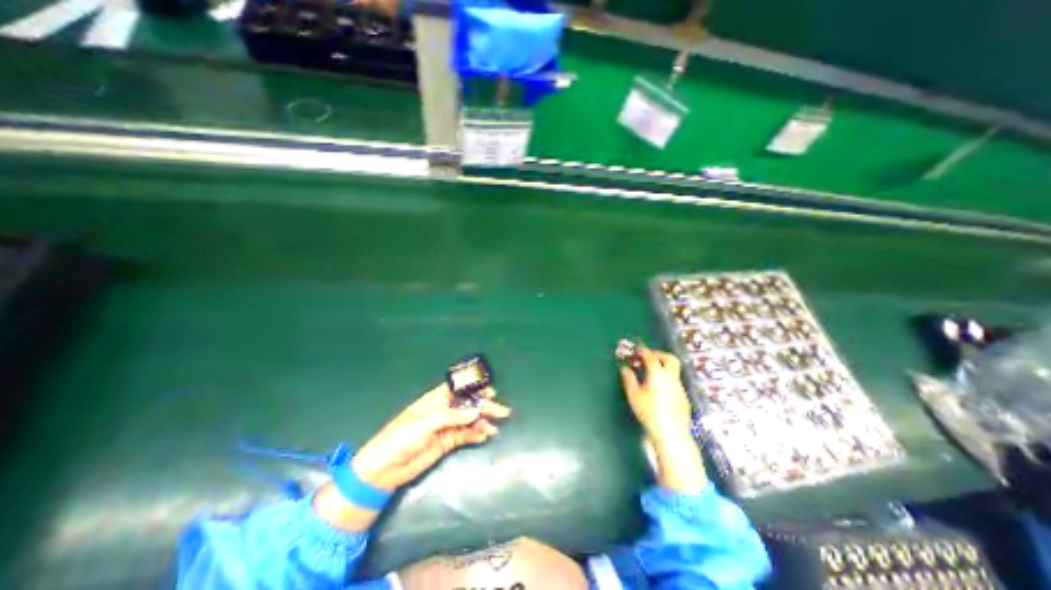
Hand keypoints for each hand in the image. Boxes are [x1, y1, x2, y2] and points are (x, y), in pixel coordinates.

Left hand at [349, 379, 511, 491]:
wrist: (384, 470)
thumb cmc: (401, 437)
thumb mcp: (425, 423)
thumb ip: (452, 416)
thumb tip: (476, 410)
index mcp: (436, 399)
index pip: (459, 388)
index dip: (475, 388)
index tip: (490, 391)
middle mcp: (444, 410)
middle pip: (469, 404)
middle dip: (485, 406)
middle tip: (502, 411)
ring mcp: (446, 426)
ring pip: (470, 420)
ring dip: (483, 422)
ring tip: (494, 429)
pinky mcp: (447, 442)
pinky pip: (466, 435)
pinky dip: (476, 434)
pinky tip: (484, 437)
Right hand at [617, 345, 695, 447]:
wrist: (672, 433)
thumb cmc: (649, 412)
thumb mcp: (634, 395)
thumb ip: (629, 379)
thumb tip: (625, 368)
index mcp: (658, 373)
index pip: (650, 356)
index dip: (643, 351)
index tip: (636, 350)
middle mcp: (671, 377)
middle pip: (670, 358)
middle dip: (659, 354)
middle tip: (648, 358)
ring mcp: (680, 387)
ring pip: (674, 370)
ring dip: (663, 367)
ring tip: (651, 374)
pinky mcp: (684, 398)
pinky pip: (675, 382)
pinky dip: (667, 379)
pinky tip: (660, 390)